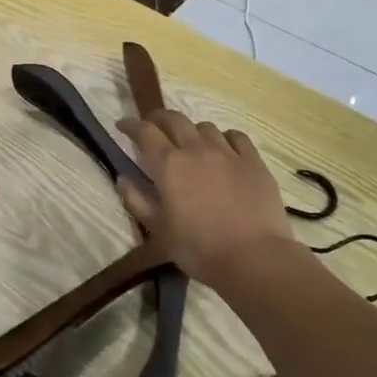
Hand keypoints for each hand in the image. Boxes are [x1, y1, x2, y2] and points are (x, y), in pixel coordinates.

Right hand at [114, 110, 296, 286]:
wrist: (253, 258)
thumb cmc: (198, 249)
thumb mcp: (158, 230)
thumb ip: (137, 200)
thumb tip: (122, 178)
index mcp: (169, 165)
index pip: (145, 132)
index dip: (131, 125)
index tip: (123, 125)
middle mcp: (197, 149)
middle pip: (174, 119)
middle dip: (158, 118)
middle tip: (152, 127)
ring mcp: (228, 152)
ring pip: (205, 126)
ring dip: (191, 130)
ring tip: (189, 142)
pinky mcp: (253, 161)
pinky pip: (236, 137)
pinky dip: (223, 137)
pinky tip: (223, 148)